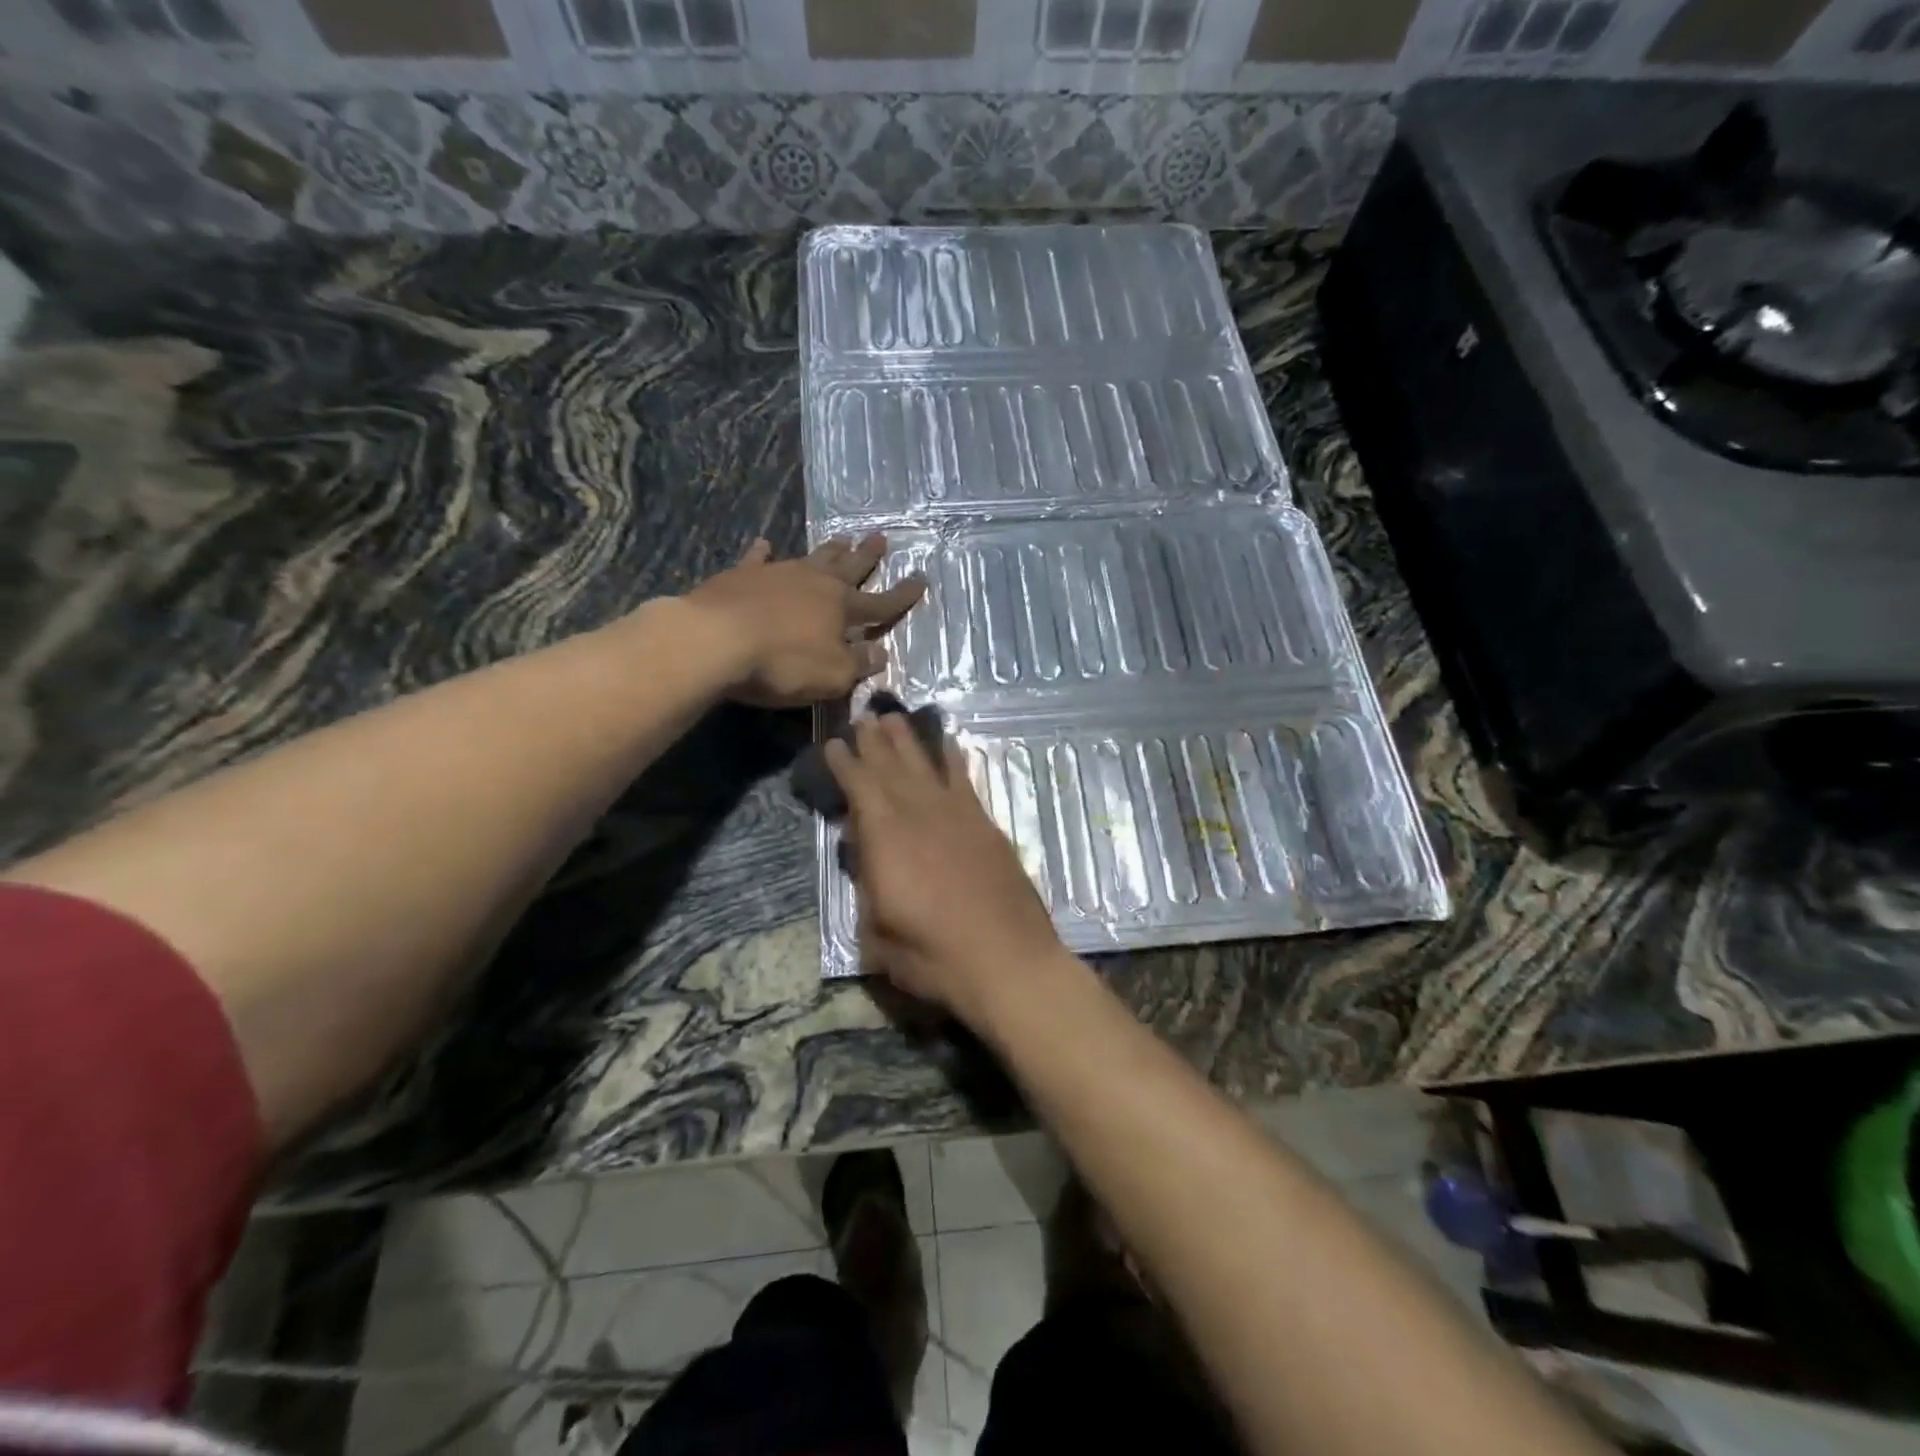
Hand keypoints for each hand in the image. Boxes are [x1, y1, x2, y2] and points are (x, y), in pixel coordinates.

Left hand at [684, 535, 925, 707]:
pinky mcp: (741, 576)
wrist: (715, 640)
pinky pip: (758, 560)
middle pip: (848, 568)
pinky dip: (764, 553)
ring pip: (811, 558)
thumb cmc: (782, 663)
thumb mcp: (832, 675)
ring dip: (829, 550)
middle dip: (867, 556)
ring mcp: (777, 574)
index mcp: (842, 608)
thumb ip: (858, 664)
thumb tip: (880, 654)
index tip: (921, 579)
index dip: (902, 595)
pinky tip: (765, 544)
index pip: (881, 603)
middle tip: (881, 537)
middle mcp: (815, 583)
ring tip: (842, 537)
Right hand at [825, 715, 1067, 1027]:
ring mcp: (957, 816)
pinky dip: (953, 758)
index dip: (845, 764)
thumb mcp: (877, 934)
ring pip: (926, 766)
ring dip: (908, 740)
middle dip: (874, 741)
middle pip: (891, 767)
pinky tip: (948, 744)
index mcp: (886, 839)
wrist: (1008, 961)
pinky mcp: (985, 825)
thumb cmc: (933, 957)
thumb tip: (865, 854)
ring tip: (893, 718)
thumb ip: (867, 887)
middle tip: (862, 717)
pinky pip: (964, 780)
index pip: (859, 787)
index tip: (834, 744)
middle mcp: (919, 814)